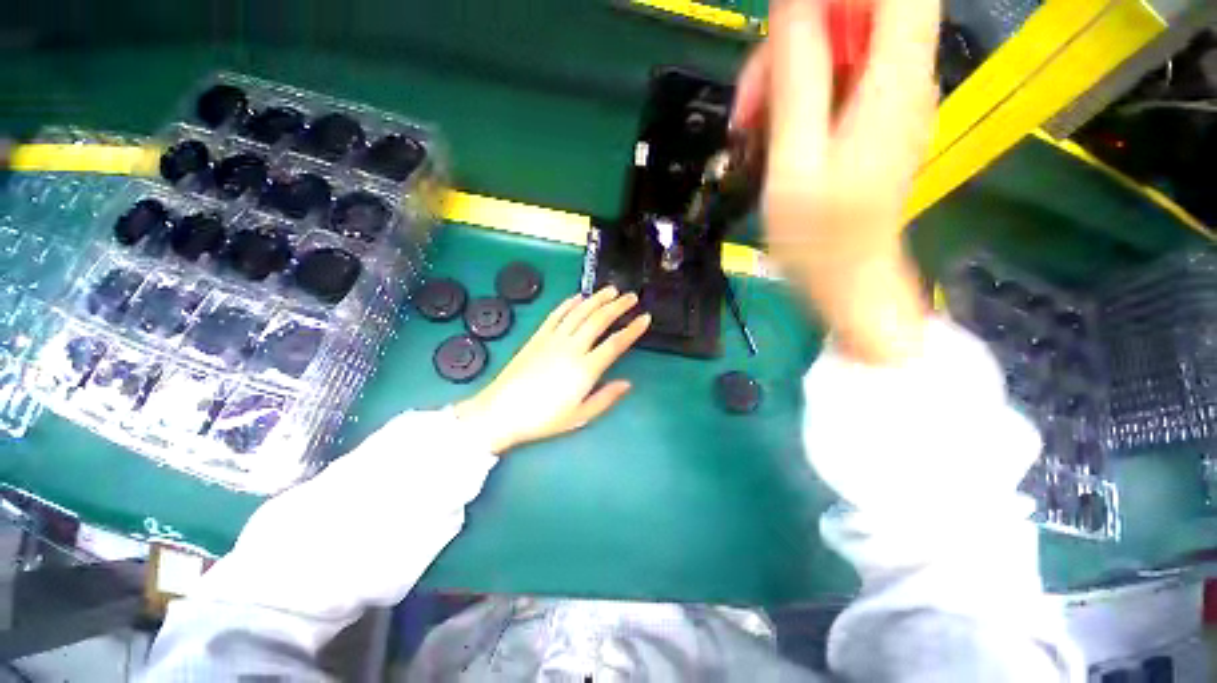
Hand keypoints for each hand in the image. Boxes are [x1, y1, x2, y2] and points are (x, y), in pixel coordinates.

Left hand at [454, 287, 651, 454]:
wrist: (501, 411)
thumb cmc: (543, 418)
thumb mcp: (580, 416)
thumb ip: (606, 398)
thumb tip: (627, 383)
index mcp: (585, 369)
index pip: (615, 343)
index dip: (632, 329)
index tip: (645, 318)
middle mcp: (572, 348)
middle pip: (599, 320)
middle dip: (618, 306)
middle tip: (631, 297)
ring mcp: (553, 339)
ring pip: (579, 312)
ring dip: (596, 299)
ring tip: (611, 290)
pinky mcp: (538, 336)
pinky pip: (557, 314)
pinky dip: (569, 303)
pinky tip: (579, 297)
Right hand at [733, 0, 939, 363]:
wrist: (846, 278)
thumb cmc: (818, 237)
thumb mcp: (795, 161)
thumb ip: (798, 78)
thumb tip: (791, 3)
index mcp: (894, 80)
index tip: (786, 26)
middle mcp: (903, 77)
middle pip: (856, 14)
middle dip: (792, 41)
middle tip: (749, 99)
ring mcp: (888, 99)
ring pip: (839, 46)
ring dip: (786, 73)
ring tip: (749, 125)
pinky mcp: (872, 120)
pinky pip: (836, 79)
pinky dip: (797, 95)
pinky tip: (770, 132)